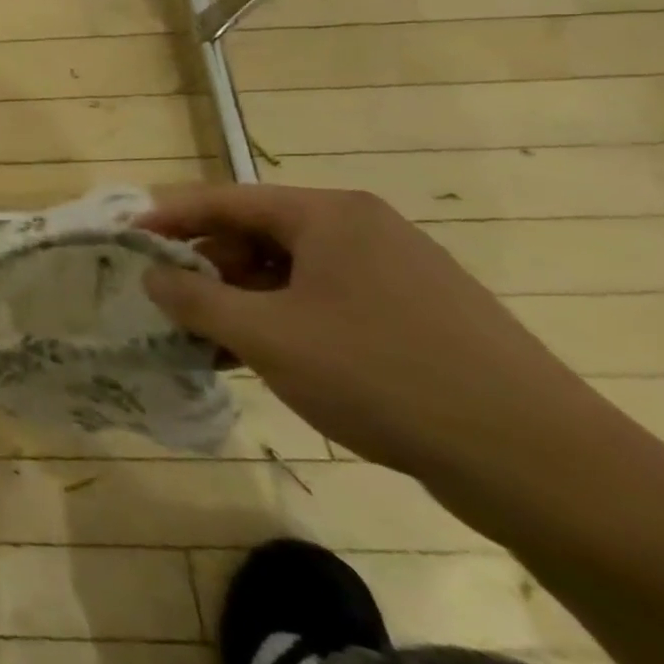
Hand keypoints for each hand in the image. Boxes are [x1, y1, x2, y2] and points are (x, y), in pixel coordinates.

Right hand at [139, 183, 587, 478]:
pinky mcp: (417, 315)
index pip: (224, 200)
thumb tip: (152, 276)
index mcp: (328, 215)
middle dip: (205, 268)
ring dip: (240, 300)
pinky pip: (326, 301)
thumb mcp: (264, 335)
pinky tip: (261, 358)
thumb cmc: (379, 375)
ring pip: (290, 272)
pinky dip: (283, 320)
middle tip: (166, 302)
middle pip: (256, 234)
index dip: (167, 219)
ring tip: (206, 339)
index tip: (125, 241)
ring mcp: (396, 272)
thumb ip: (193, 298)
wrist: (538, 463)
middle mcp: (362, 230)